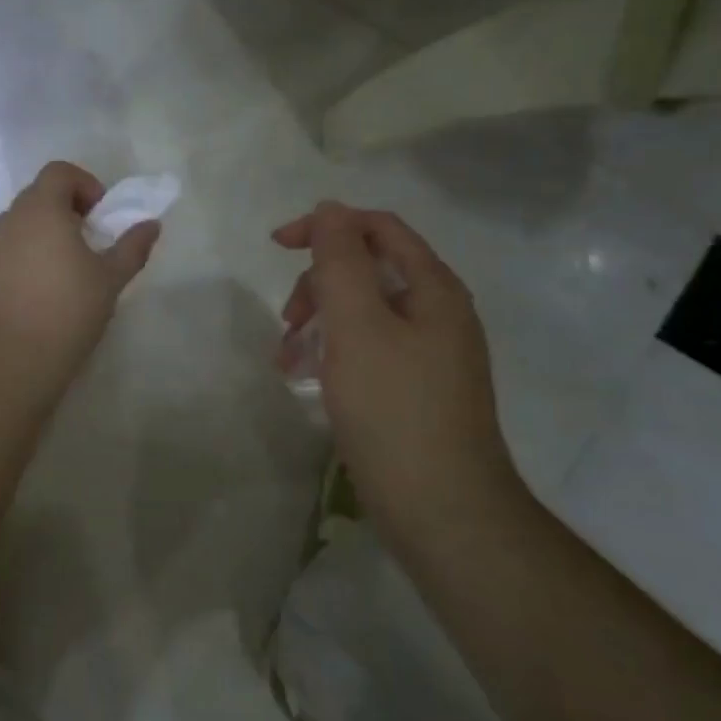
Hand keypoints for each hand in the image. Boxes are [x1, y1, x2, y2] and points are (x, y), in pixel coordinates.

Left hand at [0, 162, 160, 373]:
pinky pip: (6, 248)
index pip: (58, 172)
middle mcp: (10, 219)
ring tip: (65, 264)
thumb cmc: (70, 308)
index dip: (84, 184)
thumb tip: (152, 225)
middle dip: (66, 207)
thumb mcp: (111, 277)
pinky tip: (40, 286)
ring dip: (43, 230)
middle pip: (37, 194)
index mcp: (41, 209)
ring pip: (19, 222)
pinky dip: (24, 252)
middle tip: (88, 239)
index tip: (100, 215)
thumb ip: (133, 246)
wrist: (17, 357)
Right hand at [274, 203, 515, 515]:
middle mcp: (438, 313)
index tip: (277, 245)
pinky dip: (333, 353)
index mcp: (433, 288)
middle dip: (319, 284)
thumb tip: (330, 209)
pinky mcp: (416, 389)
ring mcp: (430, 354)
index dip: (326, 226)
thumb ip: (340, 260)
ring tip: (287, 359)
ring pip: (363, 313)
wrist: (443, 511)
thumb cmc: (394, 409)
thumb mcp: (357, 325)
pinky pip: (368, 350)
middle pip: (369, 269)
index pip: (378, 228)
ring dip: (320, 322)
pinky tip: (308, 381)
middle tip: (287, 319)